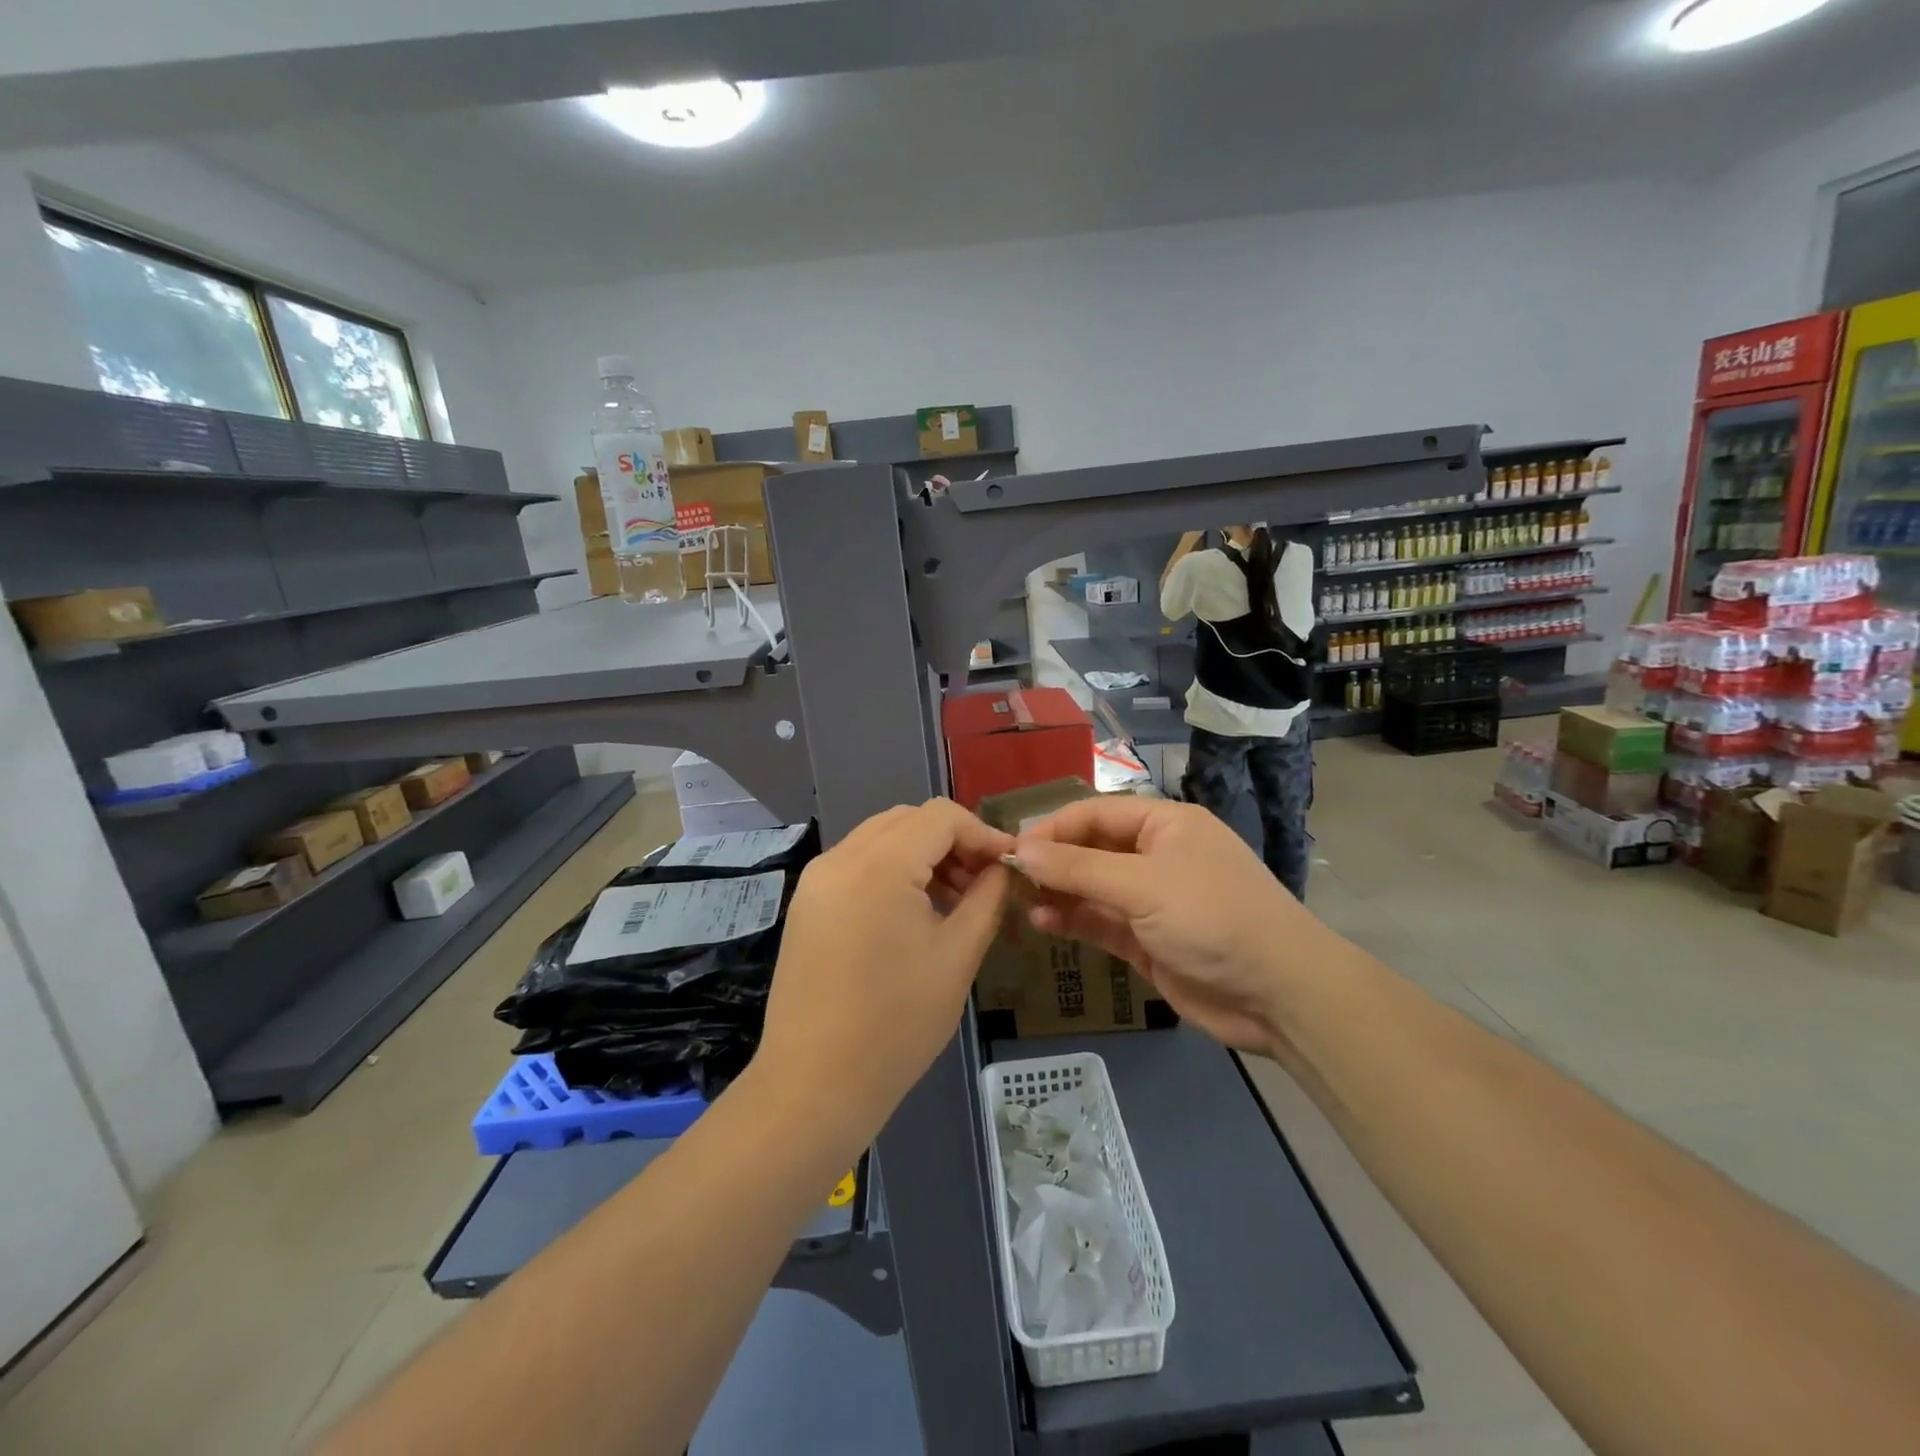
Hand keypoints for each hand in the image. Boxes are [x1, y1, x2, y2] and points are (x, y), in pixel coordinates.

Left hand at [754, 800, 1013, 1153]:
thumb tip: (1002, 868)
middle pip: (909, 820)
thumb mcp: (958, 956)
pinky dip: (893, 872)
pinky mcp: (806, 903)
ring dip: (922, 855)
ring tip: (954, 901)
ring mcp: (816, 880)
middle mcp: (840, 858)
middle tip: (983, 883)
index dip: (982, 833)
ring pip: (881, 838)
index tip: (1009, 865)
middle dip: (953, 841)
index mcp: (878, 865)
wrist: (813, 1084)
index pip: (941, 817)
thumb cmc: (896, 1024)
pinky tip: (914, 913)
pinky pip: (858, 864)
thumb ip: (987, 898)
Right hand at [1011, 796, 1334, 1054]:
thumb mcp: (1142, 886)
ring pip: (1093, 889)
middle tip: (1008, 879)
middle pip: (1092, 850)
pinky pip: (1102, 922)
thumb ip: (1078, 869)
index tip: (1012, 848)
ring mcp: (1153, 900)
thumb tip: (1019, 850)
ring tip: (1020, 904)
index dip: (1053, 828)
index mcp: (1165, 825)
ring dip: (1059, 894)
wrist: (1278, 994)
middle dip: (1052, 863)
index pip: (1096, 814)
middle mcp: (1157, 856)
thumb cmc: (1212, 918)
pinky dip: (1075, 921)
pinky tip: (1044, 925)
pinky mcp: (1149, 940)